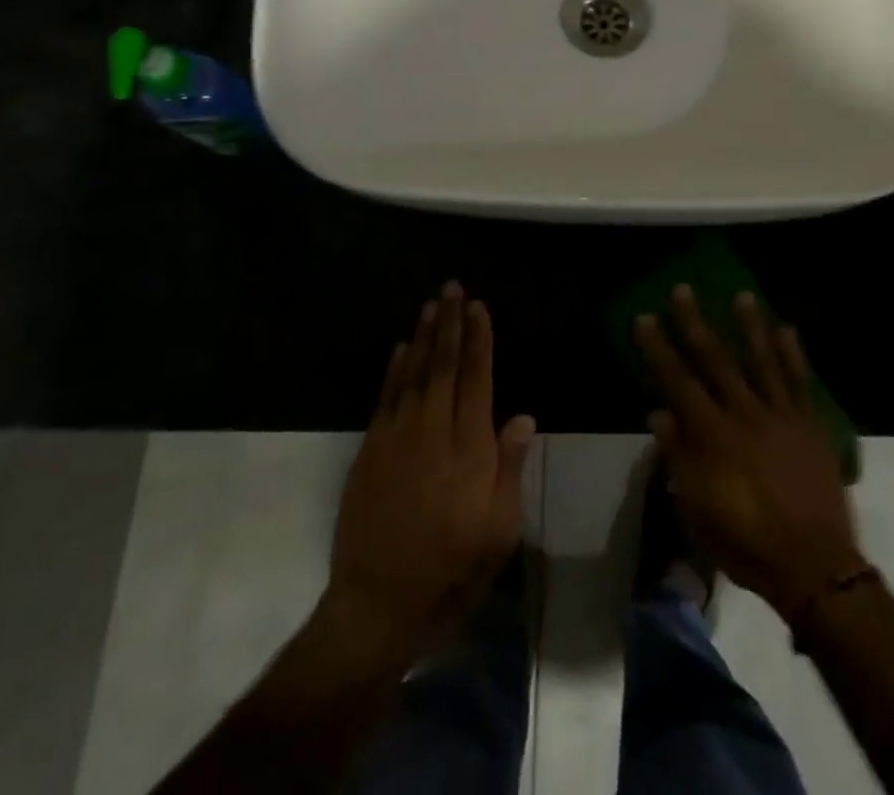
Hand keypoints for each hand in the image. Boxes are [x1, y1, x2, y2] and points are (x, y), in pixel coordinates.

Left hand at [324, 283, 534, 661]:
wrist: (377, 605)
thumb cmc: (451, 570)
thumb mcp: (498, 532)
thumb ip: (510, 469)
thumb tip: (522, 416)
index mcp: (469, 449)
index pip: (476, 379)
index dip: (479, 341)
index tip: (480, 308)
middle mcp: (433, 431)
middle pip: (444, 365)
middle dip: (451, 323)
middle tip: (453, 287)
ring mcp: (397, 438)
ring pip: (414, 373)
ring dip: (424, 336)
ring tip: (432, 305)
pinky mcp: (370, 451)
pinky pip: (386, 397)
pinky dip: (394, 369)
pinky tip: (401, 348)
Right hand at [635, 287, 865, 621]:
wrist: (814, 566)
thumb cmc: (747, 542)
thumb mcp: (698, 509)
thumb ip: (679, 457)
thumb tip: (658, 412)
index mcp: (714, 436)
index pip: (678, 382)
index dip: (659, 349)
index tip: (645, 318)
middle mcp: (745, 415)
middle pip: (716, 360)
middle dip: (695, 323)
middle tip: (683, 289)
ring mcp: (782, 416)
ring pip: (762, 361)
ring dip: (750, 325)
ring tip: (742, 294)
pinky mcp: (810, 425)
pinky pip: (801, 382)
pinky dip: (793, 355)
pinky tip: (787, 329)